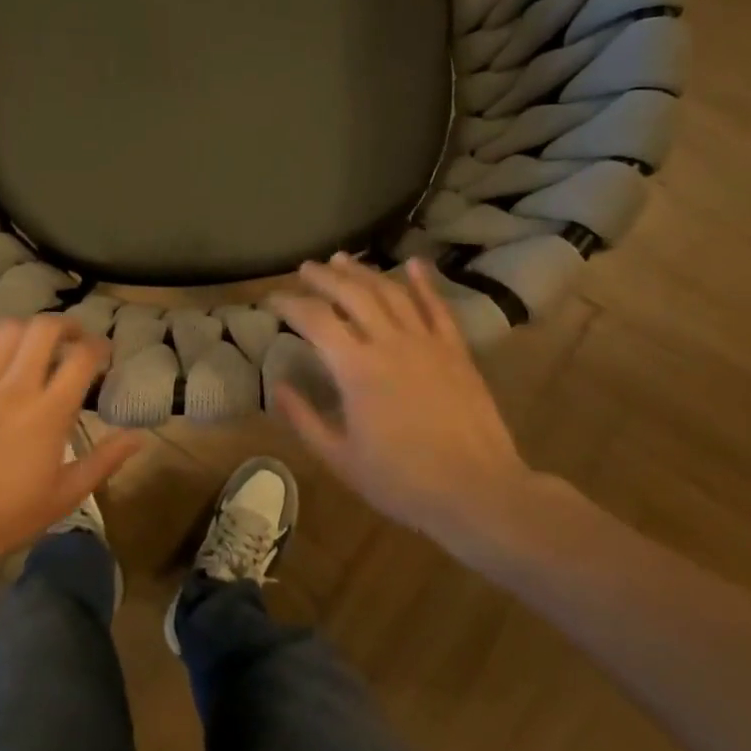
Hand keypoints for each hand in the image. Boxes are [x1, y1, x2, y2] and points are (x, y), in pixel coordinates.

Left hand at [0, 315, 143, 565]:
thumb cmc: (9, 515)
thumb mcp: (66, 494)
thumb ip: (105, 460)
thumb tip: (140, 437)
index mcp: (49, 412)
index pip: (82, 358)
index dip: (99, 346)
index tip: (104, 354)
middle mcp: (16, 387)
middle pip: (43, 329)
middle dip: (65, 324)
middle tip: (73, 338)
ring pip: (6, 331)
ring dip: (27, 330)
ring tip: (34, 344)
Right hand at [271, 254, 546, 550]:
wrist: (477, 490)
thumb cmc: (401, 481)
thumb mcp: (339, 458)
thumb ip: (304, 419)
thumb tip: (277, 386)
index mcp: (355, 368)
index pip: (315, 319)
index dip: (290, 303)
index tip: (272, 299)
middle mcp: (389, 343)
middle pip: (352, 294)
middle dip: (324, 277)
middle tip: (305, 268)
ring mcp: (427, 343)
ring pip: (391, 293)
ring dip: (364, 272)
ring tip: (343, 259)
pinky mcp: (456, 352)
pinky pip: (438, 308)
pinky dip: (423, 283)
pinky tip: (413, 263)